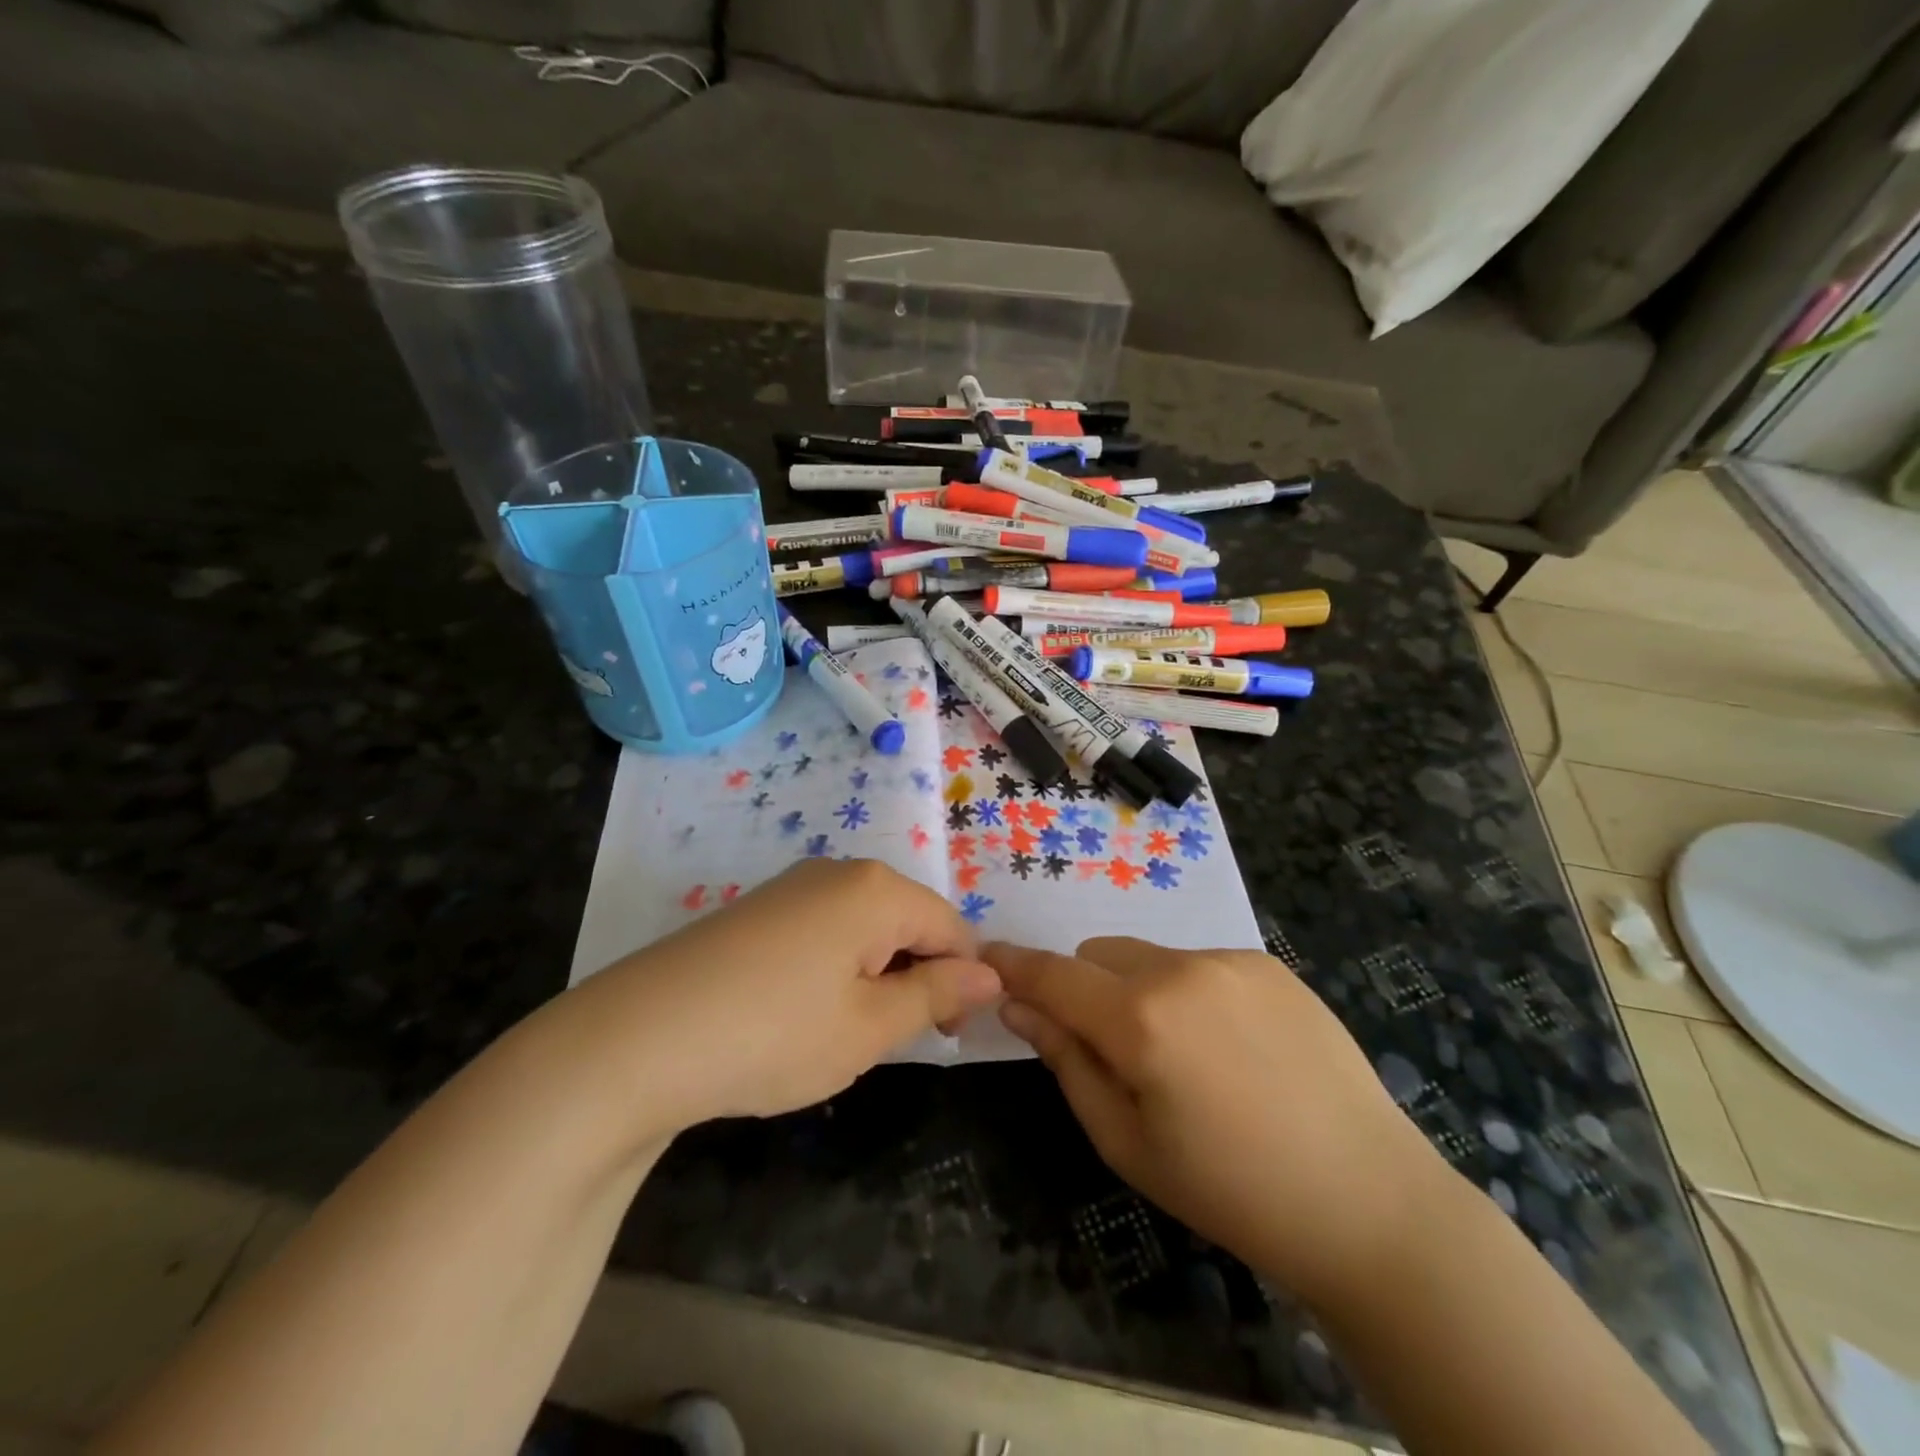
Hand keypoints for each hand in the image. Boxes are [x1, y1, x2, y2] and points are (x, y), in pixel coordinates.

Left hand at [576, 859, 1000, 1131]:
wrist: (638, 1038)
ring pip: (864, 926)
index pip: (951, 926)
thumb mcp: (869, 1027)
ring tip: (841, 1031)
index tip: (943, 1036)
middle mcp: (838, 872)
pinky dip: (834, 968)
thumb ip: (936, 994)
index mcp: (876, 890)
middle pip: (907, 919)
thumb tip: (991, 975)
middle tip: (888, 1039)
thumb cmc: (774, 1034)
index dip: (961, 981)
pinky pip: (823, 930)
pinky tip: (799, 1012)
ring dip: (874, 975)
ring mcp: (792, 887)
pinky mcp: (758, 909)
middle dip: (915, 975)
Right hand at [990, 937, 1448, 1307]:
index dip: (1012, 966)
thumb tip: (1019, 1006)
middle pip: (1096, 955)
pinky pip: (1198, 963)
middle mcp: (1180, 968)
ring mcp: (1230, 960)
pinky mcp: (1268, 964)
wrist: (1368, 1201)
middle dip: (1083, 989)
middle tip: (1110, 1050)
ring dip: (1137, 989)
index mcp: (1140, 1019)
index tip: (986, 961)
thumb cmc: (1230, 1191)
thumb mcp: (1125, 1142)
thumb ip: (1066, 1060)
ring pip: (1147, 956)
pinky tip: (1232, 1048)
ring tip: (1183, 1055)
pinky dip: (1187, 991)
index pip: (1051, 974)